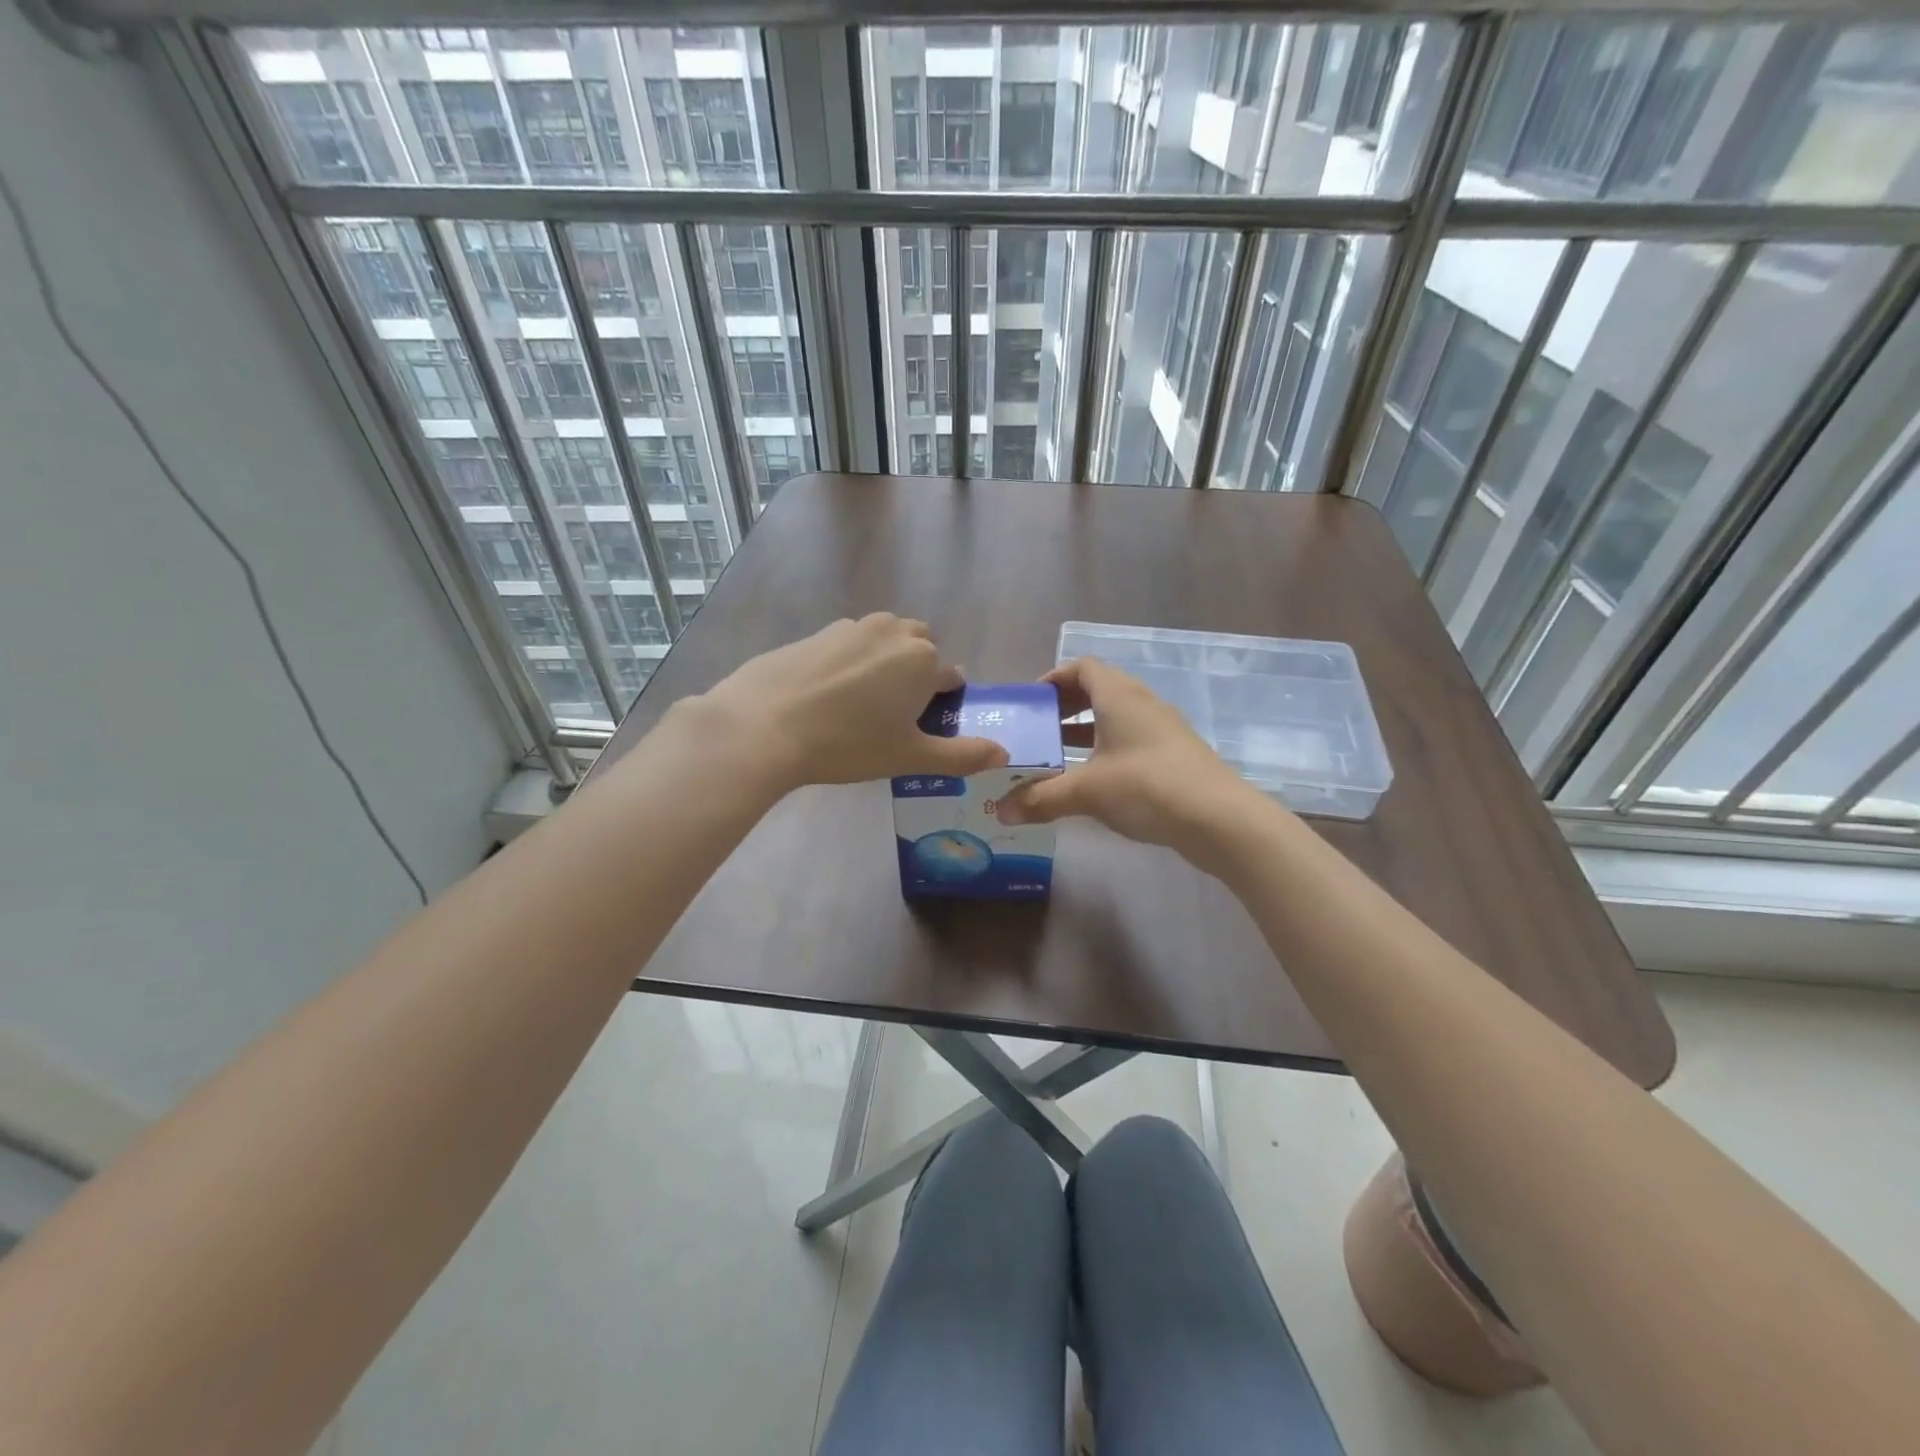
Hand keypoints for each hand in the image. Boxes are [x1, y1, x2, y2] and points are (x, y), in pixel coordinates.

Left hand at [692, 614, 1008, 790]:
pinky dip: (851, 662)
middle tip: (894, 715)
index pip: (951, 677)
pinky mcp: (817, 632)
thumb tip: (1003, 754)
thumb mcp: (910, 757)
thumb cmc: (847, 744)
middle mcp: (893, 632)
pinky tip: (827, 695)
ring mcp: (852, 627)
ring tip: (860, 704)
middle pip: (921, 648)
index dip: (942, 705)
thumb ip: (961, 755)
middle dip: (918, 673)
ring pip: (885, 641)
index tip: (922, 729)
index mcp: (923, 660)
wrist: (765, 724)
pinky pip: (850, 644)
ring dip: (885, 663)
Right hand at [997, 658, 1263, 866]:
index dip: (1054, 678)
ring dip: (1085, 732)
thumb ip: (1040, 798)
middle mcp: (1142, 704)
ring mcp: (1162, 730)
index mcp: (1119, 696)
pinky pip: (1130, 741)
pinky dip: (1106, 751)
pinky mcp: (1174, 757)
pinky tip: (1092, 783)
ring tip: (1057, 758)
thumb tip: (1001, 811)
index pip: (1083, 667)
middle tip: (1038, 731)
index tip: (1030, 702)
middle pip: (1098, 691)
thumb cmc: (1146, 786)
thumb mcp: (1086, 791)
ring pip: (1115, 719)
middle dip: (1065, 708)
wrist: (1219, 819)